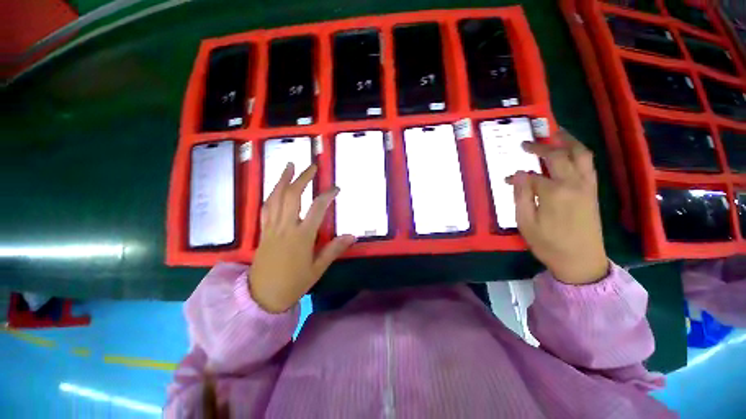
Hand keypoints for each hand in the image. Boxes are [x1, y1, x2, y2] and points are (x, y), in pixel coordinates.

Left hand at [250, 163, 354, 312]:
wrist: (262, 296)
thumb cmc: (293, 283)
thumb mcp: (318, 268)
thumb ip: (334, 249)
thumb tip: (352, 235)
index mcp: (302, 236)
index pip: (317, 208)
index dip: (327, 195)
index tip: (336, 188)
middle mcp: (286, 227)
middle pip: (293, 196)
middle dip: (302, 178)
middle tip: (312, 166)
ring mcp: (272, 228)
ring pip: (275, 198)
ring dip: (283, 180)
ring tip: (290, 166)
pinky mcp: (263, 231)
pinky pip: (266, 208)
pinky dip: (271, 194)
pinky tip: (276, 187)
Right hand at [506, 129, 608, 284]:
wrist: (582, 261)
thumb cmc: (549, 244)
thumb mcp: (526, 223)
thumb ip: (521, 196)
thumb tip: (517, 174)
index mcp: (554, 193)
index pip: (532, 176)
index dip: (517, 176)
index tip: (506, 179)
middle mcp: (573, 184)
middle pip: (559, 156)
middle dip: (541, 147)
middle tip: (527, 143)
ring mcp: (587, 186)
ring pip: (581, 155)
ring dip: (568, 141)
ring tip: (556, 133)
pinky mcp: (593, 192)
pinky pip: (588, 165)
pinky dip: (579, 153)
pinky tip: (571, 152)